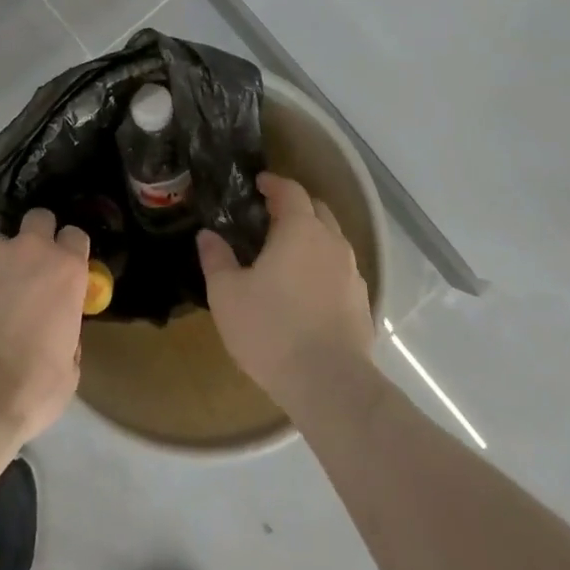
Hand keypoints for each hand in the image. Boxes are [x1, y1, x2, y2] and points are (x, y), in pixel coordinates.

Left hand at [0, 209, 90, 444]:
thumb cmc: (29, 388)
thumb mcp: (69, 368)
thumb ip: (67, 331)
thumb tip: (57, 325)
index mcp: (65, 270)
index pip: (75, 236)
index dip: (70, 252)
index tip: (64, 272)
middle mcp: (30, 249)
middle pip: (39, 219)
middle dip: (37, 238)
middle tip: (28, 273)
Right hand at [198, 172, 374, 409]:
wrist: (330, 386)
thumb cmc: (272, 330)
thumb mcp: (227, 294)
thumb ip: (216, 259)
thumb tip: (207, 235)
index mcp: (300, 229)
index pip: (291, 191)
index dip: (274, 184)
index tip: (258, 184)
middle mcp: (332, 243)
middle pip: (317, 211)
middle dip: (296, 207)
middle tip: (270, 217)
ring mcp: (352, 274)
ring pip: (332, 241)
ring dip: (312, 238)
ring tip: (288, 254)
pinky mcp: (362, 304)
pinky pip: (341, 272)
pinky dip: (324, 268)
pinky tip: (307, 290)